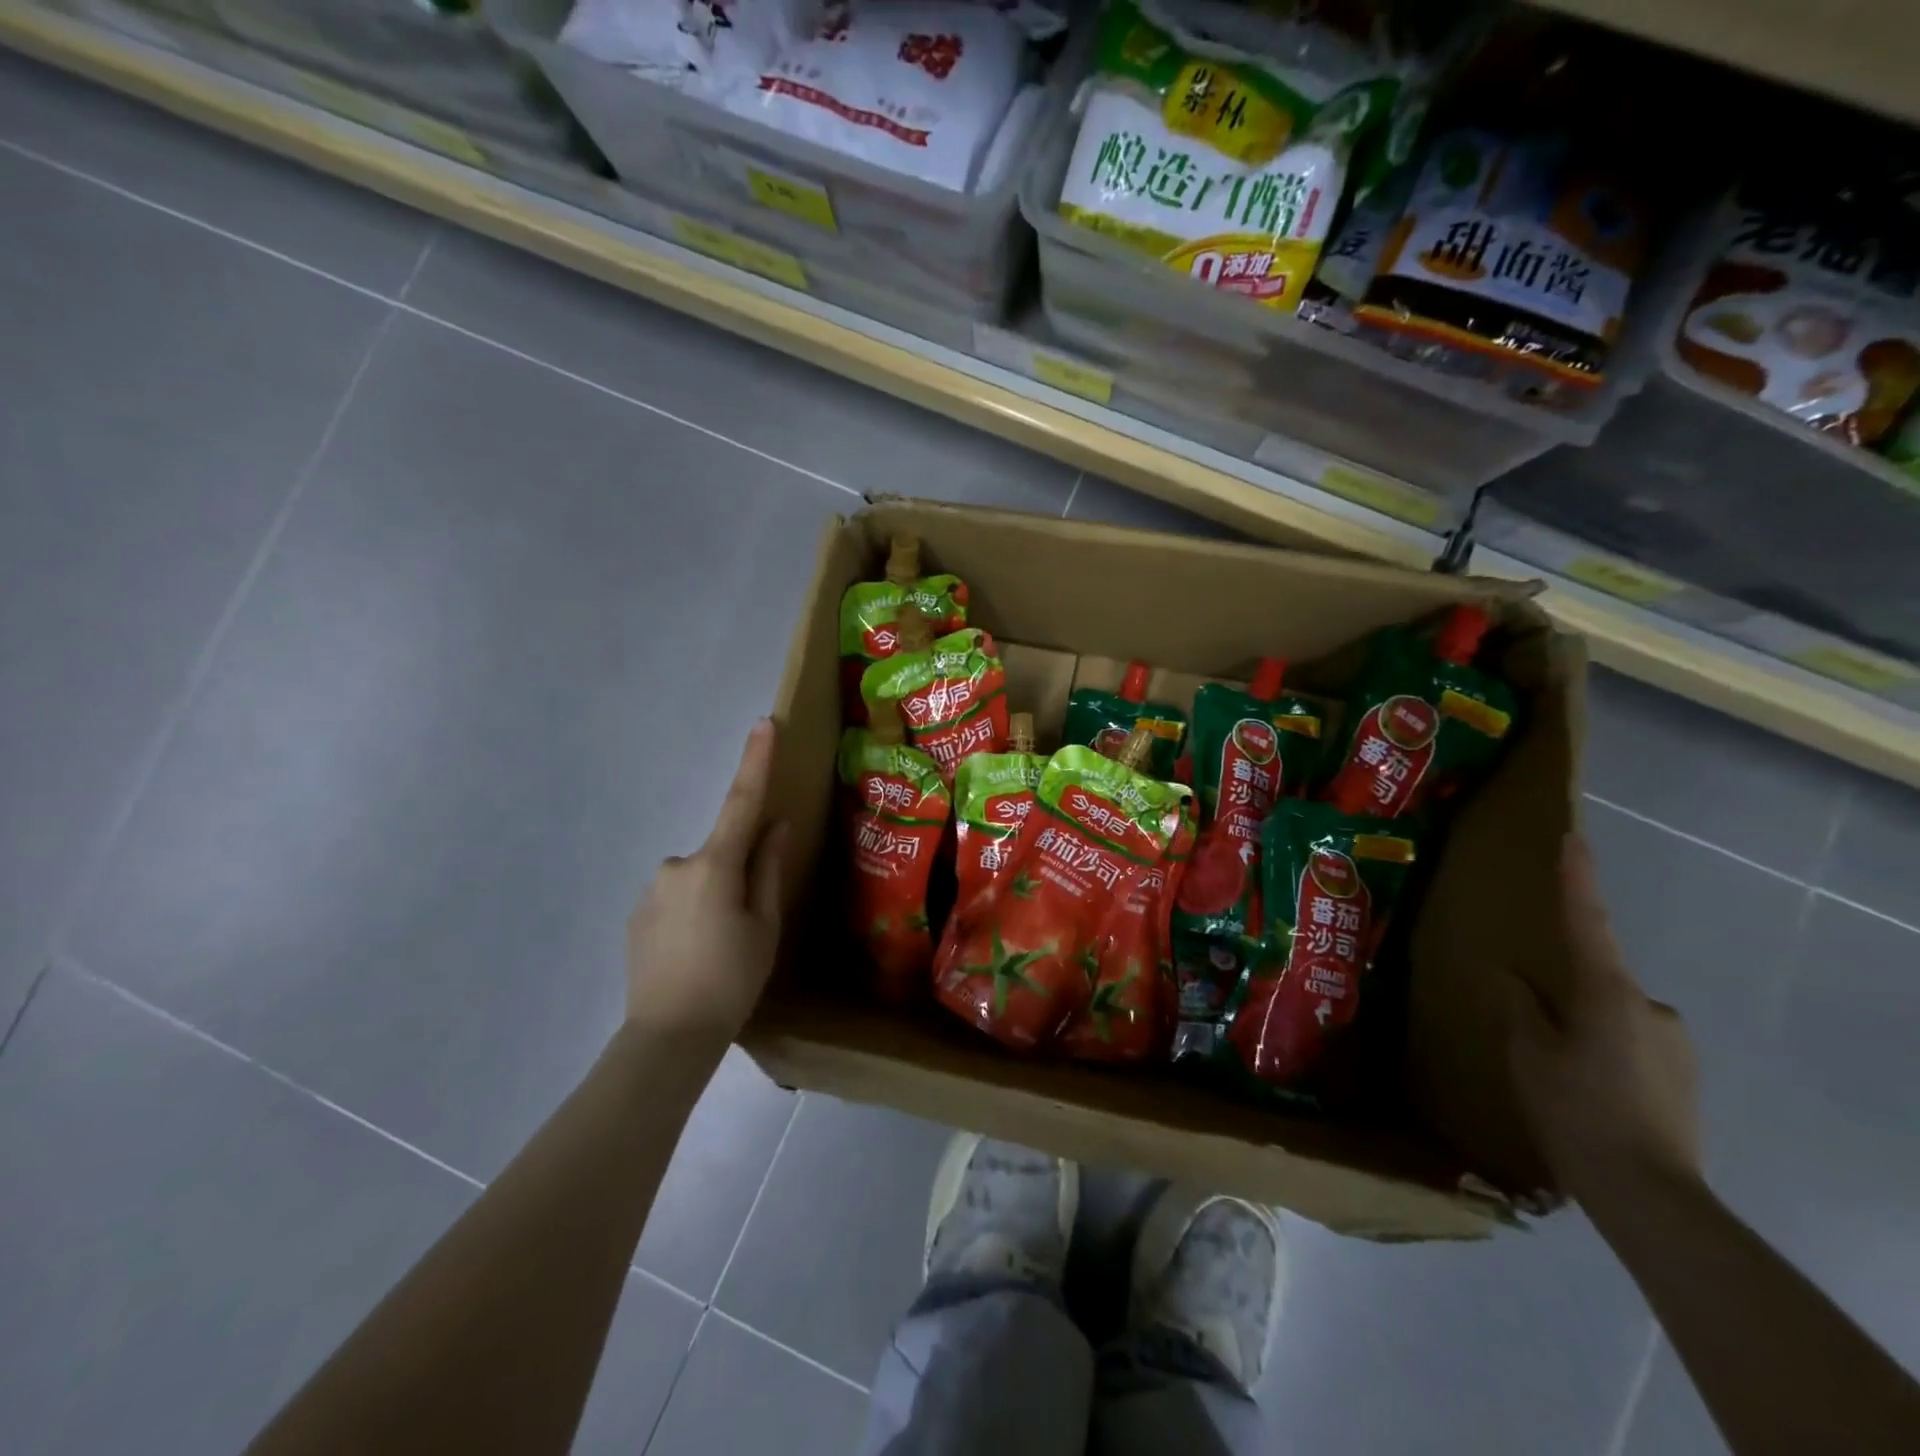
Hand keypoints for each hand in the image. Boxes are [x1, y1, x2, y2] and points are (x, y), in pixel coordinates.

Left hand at [625, 720, 788, 1048]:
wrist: (668, 1037)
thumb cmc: (731, 979)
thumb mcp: (764, 925)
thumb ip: (768, 869)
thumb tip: (774, 826)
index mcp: (715, 866)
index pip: (741, 802)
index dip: (755, 761)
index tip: (764, 722)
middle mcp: (677, 866)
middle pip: (720, 853)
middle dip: (738, 874)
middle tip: (747, 926)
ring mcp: (652, 890)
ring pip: (698, 878)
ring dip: (713, 898)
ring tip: (718, 950)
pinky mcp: (637, 914)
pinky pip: (676, 898)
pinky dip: (691, 915)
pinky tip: (693, 955)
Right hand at [1504, 834, 1702, 1206]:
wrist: (1651, 1196)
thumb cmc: (1576, 1110)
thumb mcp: (1528, 1054)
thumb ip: (1519, 1006)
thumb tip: (1510, 975)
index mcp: (1607, 992)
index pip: (1587, 921)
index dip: (1578, 878)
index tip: (1573, 837)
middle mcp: (1651, 1006)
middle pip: (1597, 978)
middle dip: (1565, 991)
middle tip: (1534, 1025)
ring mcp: (1674, 1042)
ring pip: (1613, 1014)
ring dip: (1583, 1025)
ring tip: (1555, 1066)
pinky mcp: (1684, 1075)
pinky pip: (1631, 1042)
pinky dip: (1604, 1050)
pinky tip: (1584, 1088)